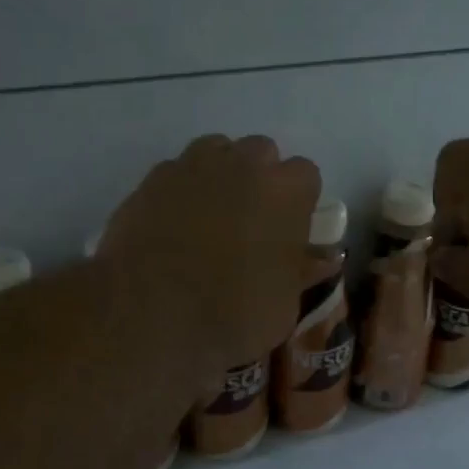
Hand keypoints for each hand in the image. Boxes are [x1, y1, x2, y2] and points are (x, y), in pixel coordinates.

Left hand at [101, 135, 320, 392]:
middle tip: (251, 222)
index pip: (306, 174)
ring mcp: (192, 167)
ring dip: (220, 175)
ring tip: (210, 217)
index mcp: (285, 191)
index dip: (299, 201)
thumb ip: (302, 272)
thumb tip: (321, 258)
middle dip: (260, 179)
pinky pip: (176, 173)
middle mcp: (241, 164)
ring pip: (216, 152)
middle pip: (261, 153)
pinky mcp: (150, 180)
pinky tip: (173, 225)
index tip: (290, 229)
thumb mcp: (283, 306)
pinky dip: (181, 191)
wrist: (147, 316)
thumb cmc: (232, 314)